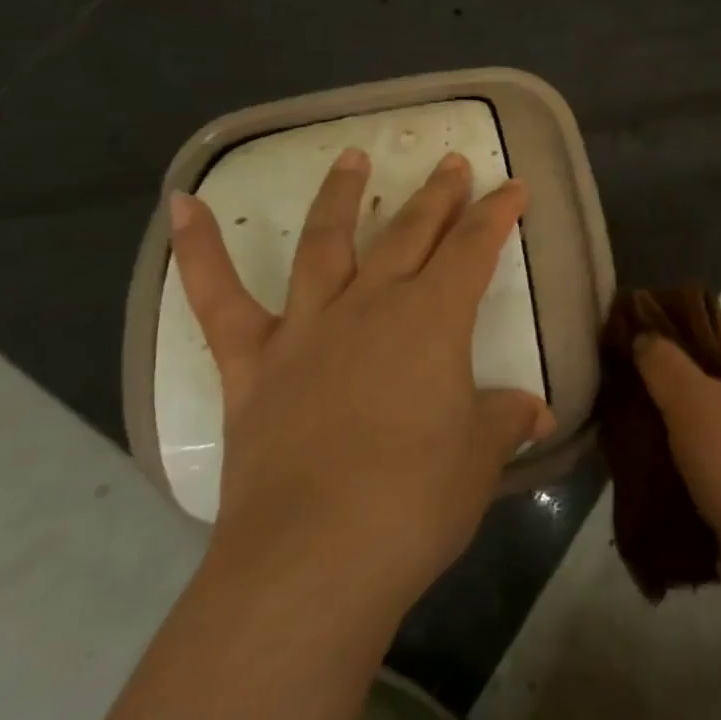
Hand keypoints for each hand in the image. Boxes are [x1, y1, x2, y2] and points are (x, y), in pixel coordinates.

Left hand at [168, 147, 554, 612]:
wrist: (311, 562)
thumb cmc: (414, 504)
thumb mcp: (479, 458)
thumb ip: (506, 419)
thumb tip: (538, 411)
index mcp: (434, 319)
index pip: (475, 248)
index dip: (497, 214)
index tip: (513, 187)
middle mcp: (372, 306)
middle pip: (411, 233)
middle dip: (437, 195)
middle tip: (451, 163)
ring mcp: (308, 328)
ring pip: (326, 242)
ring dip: (343, 195)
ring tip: (353, 156)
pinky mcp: (253, 364)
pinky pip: (218, 298)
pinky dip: (198, 249)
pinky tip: (182, 204)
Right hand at [635, 312, 720, 588]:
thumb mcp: (691, 401)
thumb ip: (663, 361)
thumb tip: (645, 337)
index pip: (718, 318)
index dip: (679, 316)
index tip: (639, 326)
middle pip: (709, 359)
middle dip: (667, 361)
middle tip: (625, 367)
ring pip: (704, 400)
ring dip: (669, 401)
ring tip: (628, 403)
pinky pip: (706, 435)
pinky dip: (679, 434)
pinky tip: (647, 441)